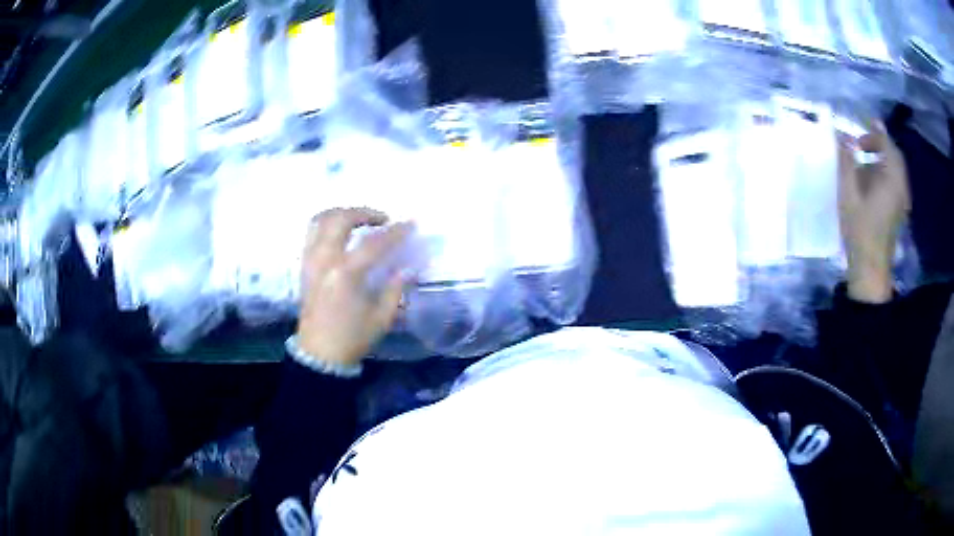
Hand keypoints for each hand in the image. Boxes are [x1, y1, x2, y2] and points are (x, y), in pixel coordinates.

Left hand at [296, 208, 413, 365]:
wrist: (319, 354)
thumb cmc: (352, 338)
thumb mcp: (381, 318)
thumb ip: (395, 289)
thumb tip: (408, 268)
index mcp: (346, 275)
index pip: (374, 243)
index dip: (395, 232)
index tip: (411, 224)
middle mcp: (325, 261)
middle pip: (341, 219)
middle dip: (365, 212)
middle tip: (383, 219)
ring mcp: (311, 260)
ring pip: (322, 220)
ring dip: (343, 213)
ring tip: (360, 220)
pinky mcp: (304, 265)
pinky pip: (312, 232)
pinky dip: (328, 224)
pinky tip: (342, 232)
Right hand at [837, 124, 909, 303]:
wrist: (871, 268)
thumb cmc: (860, 229)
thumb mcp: (848, 193)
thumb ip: (846, 161)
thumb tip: (842, 135)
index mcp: (891, 178)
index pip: (887, 143)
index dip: (874, 132)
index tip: (861, 129)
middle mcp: (901, 185)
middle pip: (894, 155)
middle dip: (880, 144)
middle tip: (862, 145)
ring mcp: (902, 200)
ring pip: (896, 169)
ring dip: (883, 159)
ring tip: (866, 161)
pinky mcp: (900, 210)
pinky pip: (897, 182)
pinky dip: (886, 173)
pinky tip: (874, 180)